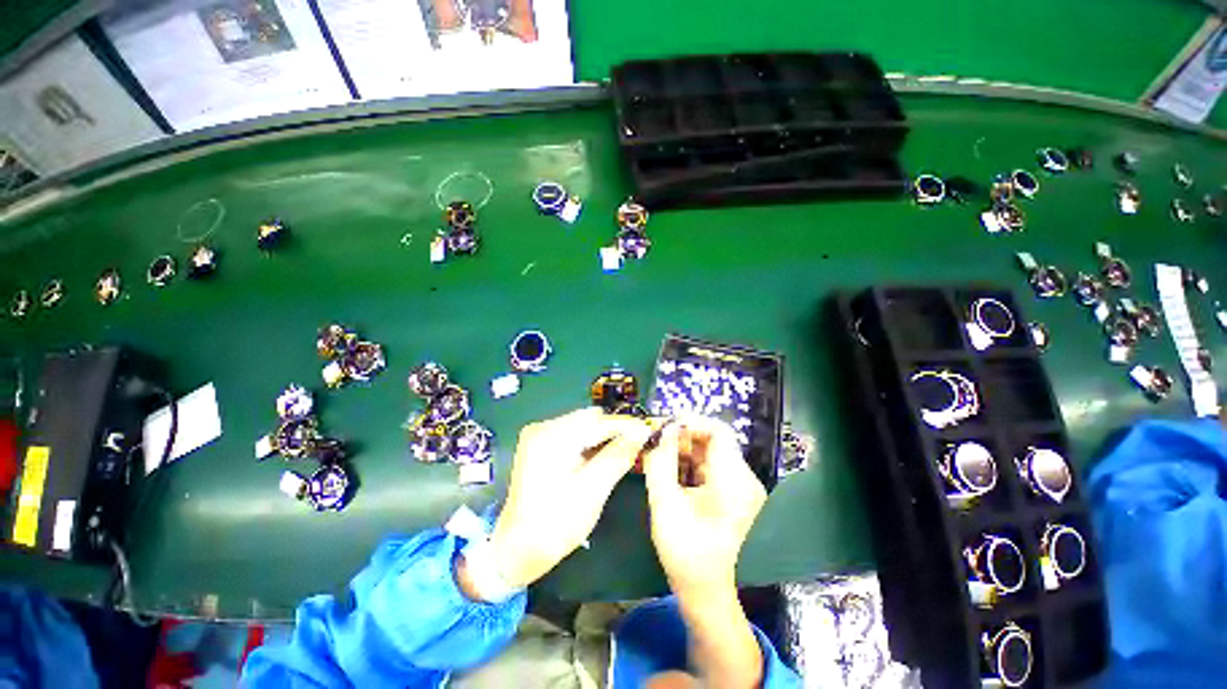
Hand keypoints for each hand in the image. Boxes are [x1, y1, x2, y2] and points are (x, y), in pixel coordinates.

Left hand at [486, 407, 652, 588]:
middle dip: (615, 431)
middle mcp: (543, 428)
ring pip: (583, 427)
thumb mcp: (592, 491)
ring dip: (604, 438)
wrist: (517, 550)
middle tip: (639, 446)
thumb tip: (642, 431)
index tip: (651, 430)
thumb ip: (618, 456)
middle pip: (590, 420)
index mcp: (551, 437)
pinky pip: (574, 436)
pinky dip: (591, 445)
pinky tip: (603, 458)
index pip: (598, 422)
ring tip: (625, 452)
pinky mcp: (541, 446)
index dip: (627, 425)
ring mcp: (539, 436)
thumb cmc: (555, 525)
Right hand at [643, 415, 767, 687]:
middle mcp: (743, 480)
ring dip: (683, 449)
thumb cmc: (685, 551)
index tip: (664, 426)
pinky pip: (710, 467)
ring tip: (657, 454)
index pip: (718, 431)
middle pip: (713, 441)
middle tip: (655, 439)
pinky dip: (688, 463)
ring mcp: (740, 487)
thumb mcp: (664, 504)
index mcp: (734, 481)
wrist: (704, 591)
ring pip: (709, 453)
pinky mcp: (733, 494)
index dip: (691, 422)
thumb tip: (660, 430)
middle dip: (682, 436)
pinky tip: (669, 470)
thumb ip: (660, 462)